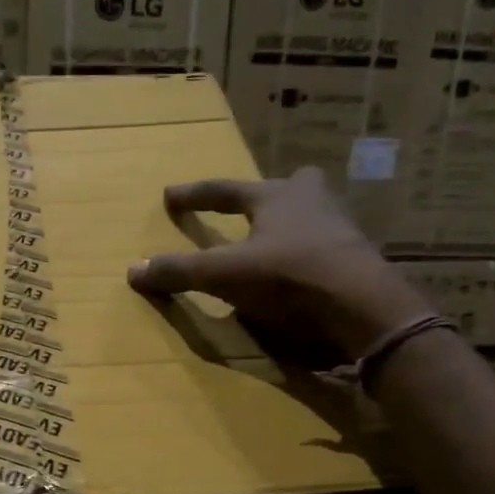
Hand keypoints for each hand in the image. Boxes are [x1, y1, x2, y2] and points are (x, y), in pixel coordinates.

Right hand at [127, 167, 434, 360]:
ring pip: (314, 216)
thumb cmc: (289, 275)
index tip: (170, 195)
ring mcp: (341, 231)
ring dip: (294, 225)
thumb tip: (132, 270)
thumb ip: (180, 271)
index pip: (225, 190)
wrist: (362, 306)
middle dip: (273, 193)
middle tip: (257, 204)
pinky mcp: (358, 262)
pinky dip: (310, 257)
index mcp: (277, 197)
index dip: (195, 195)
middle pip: (292, 186)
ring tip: (276, 243)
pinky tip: (301, 276)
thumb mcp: (224, 274)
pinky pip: (328, 249)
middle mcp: (312, 204)